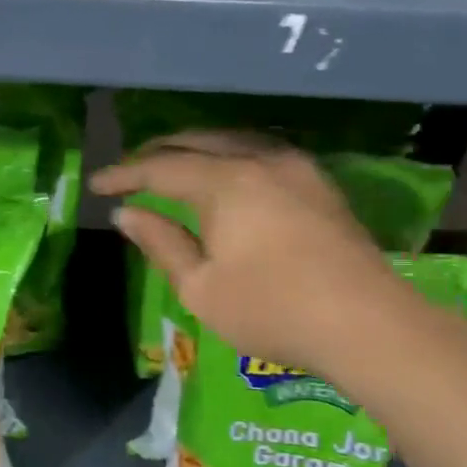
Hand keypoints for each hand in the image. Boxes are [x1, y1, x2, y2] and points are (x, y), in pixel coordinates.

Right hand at [91, 131, 416, 377]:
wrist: (370, 325)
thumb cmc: (273, 310)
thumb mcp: (201, 287)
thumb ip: (161, 244)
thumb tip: (128, 214)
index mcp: (226, 182)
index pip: (161, 168)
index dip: (124, 174)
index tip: (96, 185)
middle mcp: (260, 160)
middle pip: (197, 142)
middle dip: (157, 153)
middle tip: (129, 171)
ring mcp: (296, 168)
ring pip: (232, 141)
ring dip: (195, 150)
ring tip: (171, 167)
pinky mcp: (319, 184)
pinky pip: (260, 152)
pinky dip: (228, 157)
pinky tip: (224, 175)